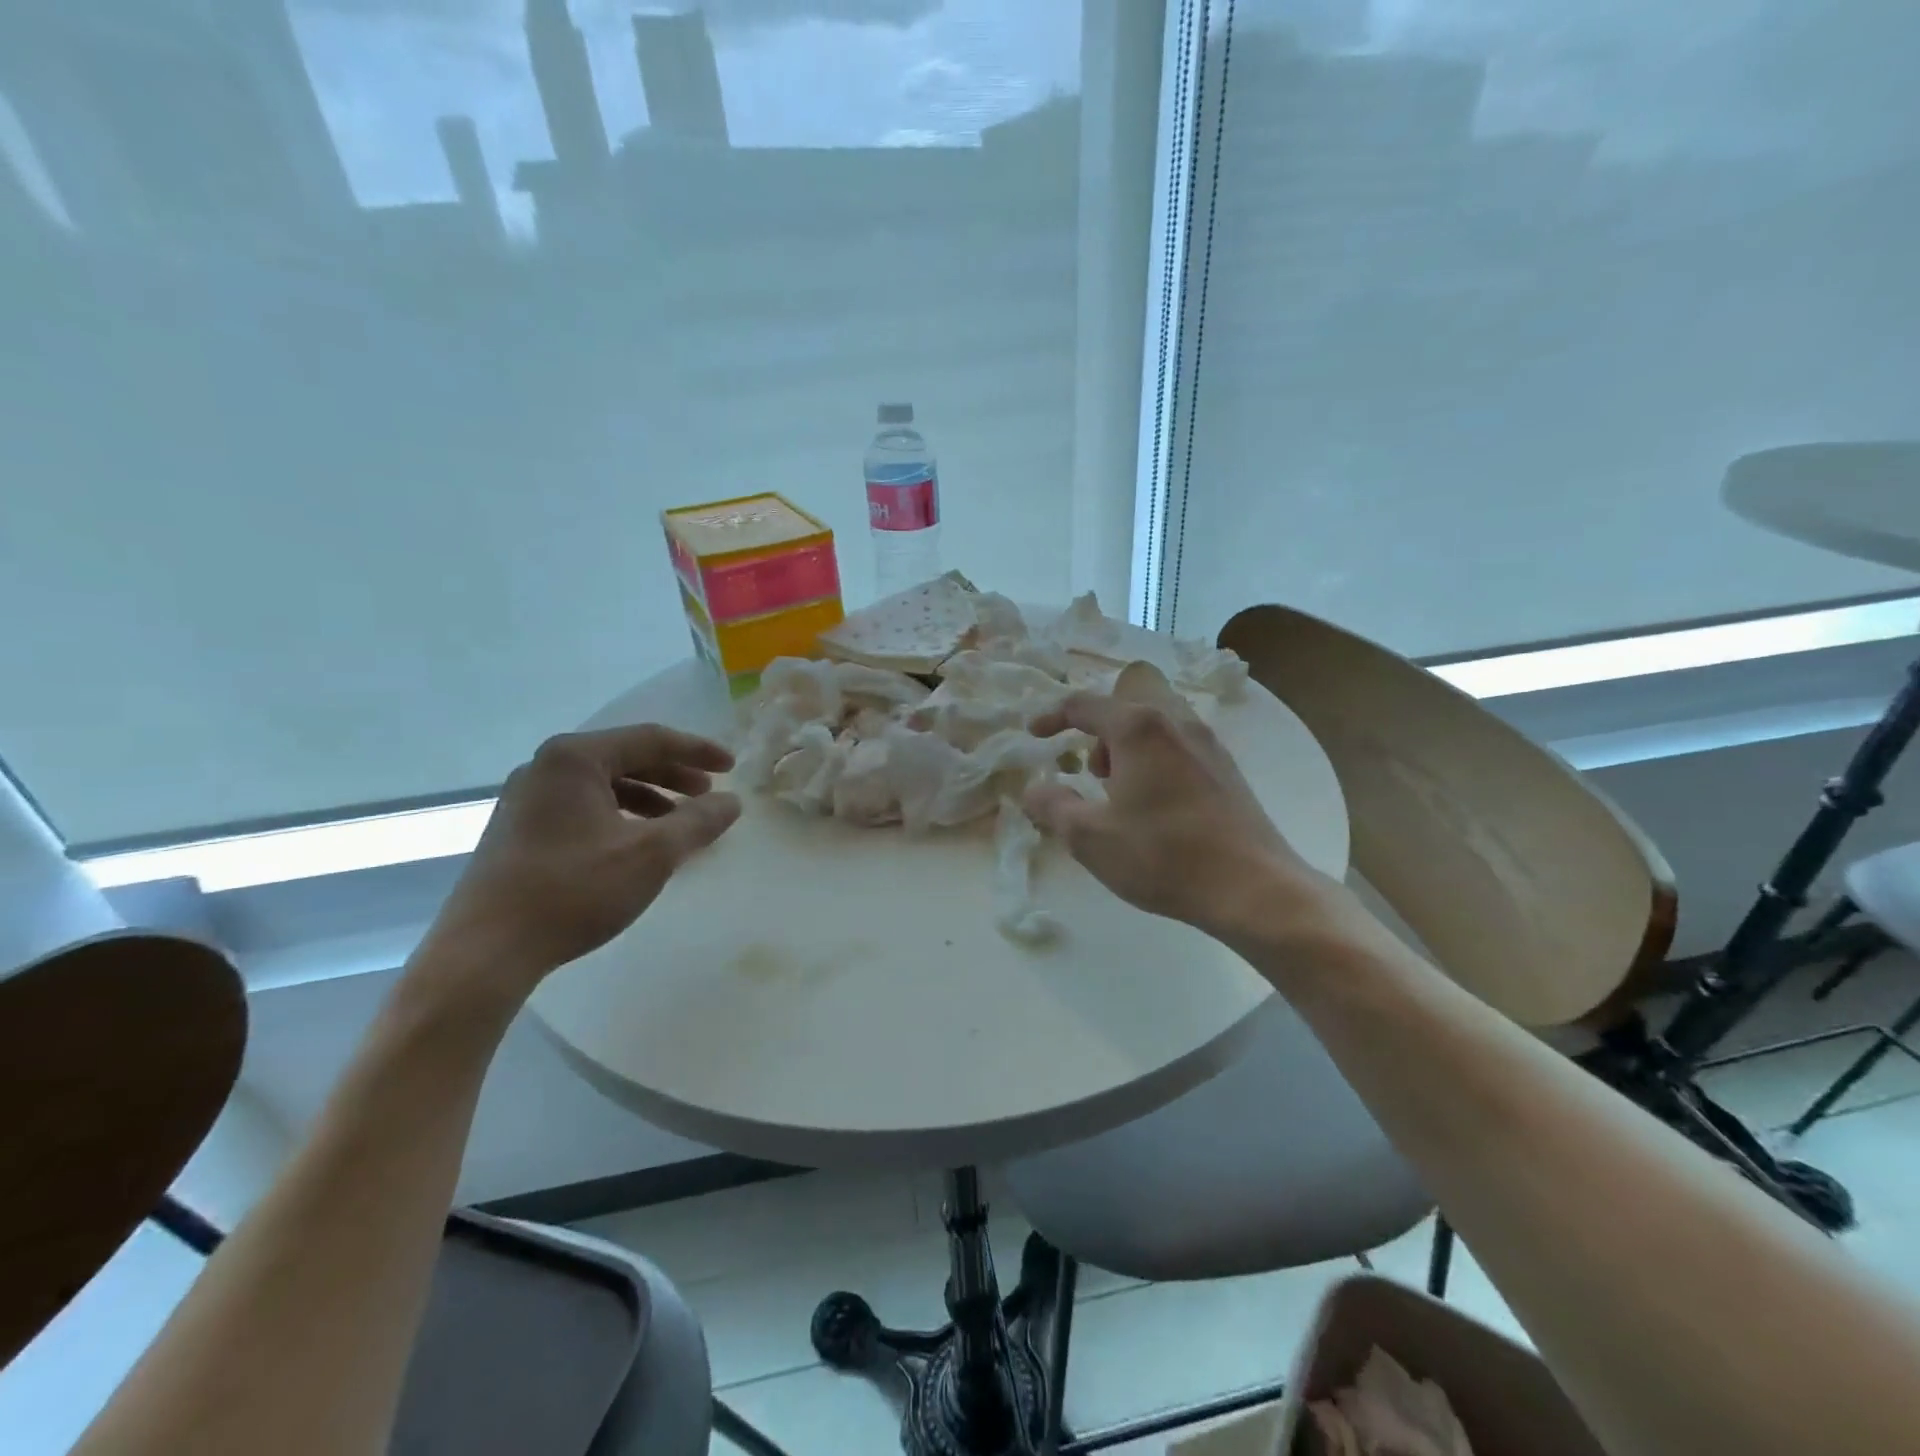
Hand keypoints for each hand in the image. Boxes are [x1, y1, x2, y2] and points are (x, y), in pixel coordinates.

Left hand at [418, 725, 740, 1003]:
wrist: (486, 952)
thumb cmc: (574, 890)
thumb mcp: (652, 854)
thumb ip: (698, 821)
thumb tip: (732, 802)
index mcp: (575, 758)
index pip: (650, 739)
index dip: (697, 751)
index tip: (732, 767)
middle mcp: (546, 767)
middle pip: (625, 757)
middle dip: (673, 774)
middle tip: (709, 793)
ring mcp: (527, 798)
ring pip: (604, 784)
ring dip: (649, 797)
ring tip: (679, 821)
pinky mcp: (519, 830)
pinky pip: (584, 806)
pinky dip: (621, 815)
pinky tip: (638, 843)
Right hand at [1022, 693, 1333, 936]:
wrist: (1254, 887)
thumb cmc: (1164, 856)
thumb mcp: (1090, 838)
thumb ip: (1054, 807)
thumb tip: (1034, 790)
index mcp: (1138, 728)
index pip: (1083, 704)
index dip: (1052, 716)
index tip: (1034, 736)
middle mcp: (1175, 721)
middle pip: (1128, 697)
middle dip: (1100, 725)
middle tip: (1093, 771)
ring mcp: (1208, 742)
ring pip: (1157, 719)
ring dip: (1129, 742)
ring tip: (1122, 793)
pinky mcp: (1226, 767)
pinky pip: (1179, 741)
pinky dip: (1155, 756)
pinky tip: (1156, 805)